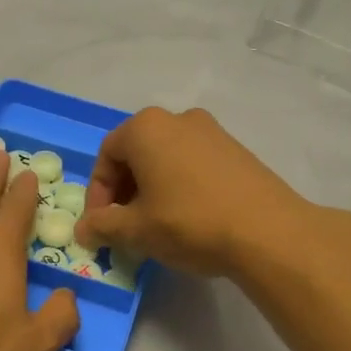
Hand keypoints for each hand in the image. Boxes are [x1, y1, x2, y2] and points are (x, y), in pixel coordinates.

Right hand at [75, 107, 311, 276]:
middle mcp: (178, 119)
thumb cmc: (189, 222)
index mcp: (146, 128)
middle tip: (124, 227)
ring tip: (155, 225)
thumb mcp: (136, 230)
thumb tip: (82, 230)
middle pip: (136, 154)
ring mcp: (212, 131)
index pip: (106, 156)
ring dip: (151, 189)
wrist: (268, 232)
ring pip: (166, 159)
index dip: (97, 194)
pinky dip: (180, 186)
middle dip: (124, 191)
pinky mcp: (237, 150)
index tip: (100, 226)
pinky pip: (193, 164)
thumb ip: (102, 226)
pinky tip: (188, 219)